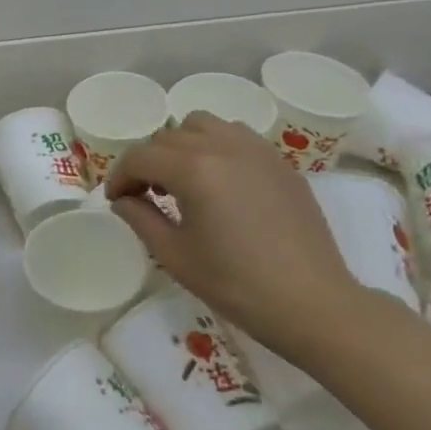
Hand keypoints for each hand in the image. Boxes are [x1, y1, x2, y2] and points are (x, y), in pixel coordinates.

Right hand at [105, 113, 360, 352]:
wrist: (314, 305)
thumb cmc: (238, 285)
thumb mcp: (176, 256)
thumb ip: (141, 219)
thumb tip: (123, 200)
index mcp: (193, 170)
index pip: (140, 157)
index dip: (120, 176)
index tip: (117, 200)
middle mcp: (222, 146)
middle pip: (167, 136)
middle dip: (148, 161)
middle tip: (146, 195)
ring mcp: (254, 149)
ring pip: (201, 124)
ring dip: (181, 145)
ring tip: (184, 179)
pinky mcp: (278, 161)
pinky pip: (234, 134)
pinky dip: (215, 145)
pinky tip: (219, 179)